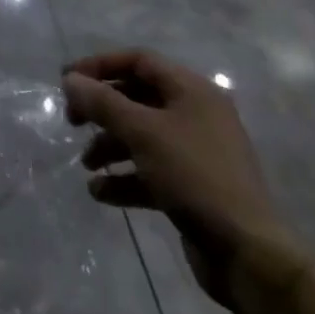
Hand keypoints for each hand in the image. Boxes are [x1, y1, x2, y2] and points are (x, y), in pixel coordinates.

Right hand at [62, 50, 294, 308]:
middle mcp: (196, 114)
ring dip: (110, 146)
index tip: (67, 81)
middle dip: (102, 110)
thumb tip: (70, 79)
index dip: (100, 66)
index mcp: (192, 91)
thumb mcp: (142, 132)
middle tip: (73, 122)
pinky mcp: (193, 187)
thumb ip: (103, 102)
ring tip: (86, 165)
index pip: (139, 60)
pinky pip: (151, 171)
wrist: (247, 253)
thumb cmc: (194, 175)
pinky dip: (125, 177)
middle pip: (138, 98)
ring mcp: (196, 152)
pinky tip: (100, 192)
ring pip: (142, 136)